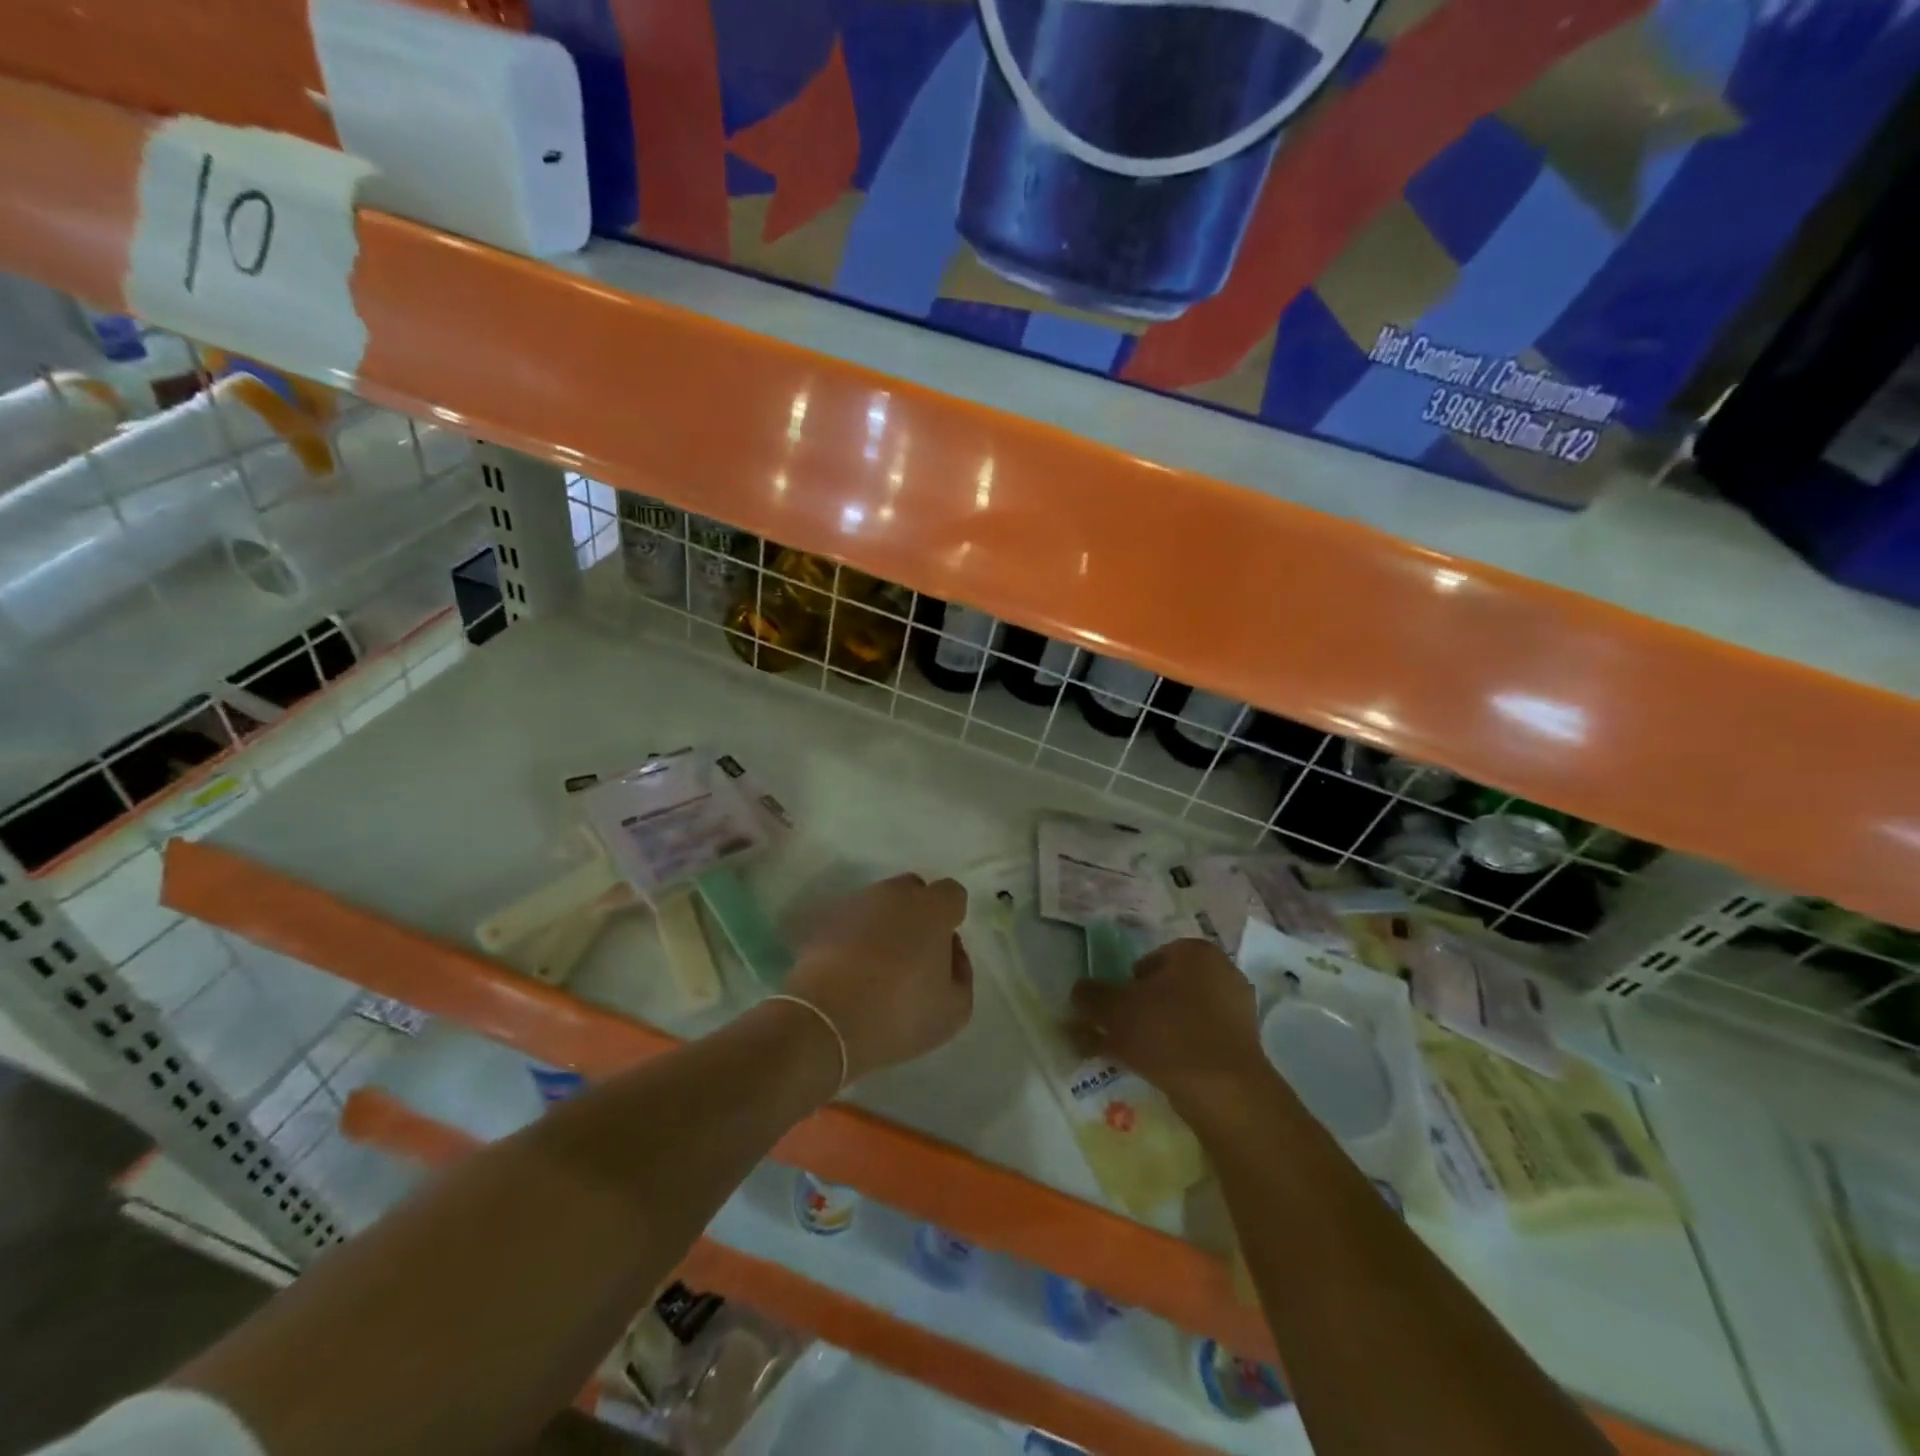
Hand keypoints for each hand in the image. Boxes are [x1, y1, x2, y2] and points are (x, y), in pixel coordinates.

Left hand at [785, 874, 972, 1083]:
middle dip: (917, 914)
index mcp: (932, 908)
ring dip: (884, 924)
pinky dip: (855, 936)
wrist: (825, 1021)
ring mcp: (856, 903)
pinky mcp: (825, 919)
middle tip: (912, 955)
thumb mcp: (954, 1009)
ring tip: (877, 966)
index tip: (943, 948)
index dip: (951, 917)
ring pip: (879, 904)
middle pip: (913, 891)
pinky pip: (851, 921)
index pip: (952, 893)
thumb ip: (961, 971)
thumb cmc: (899, 1014)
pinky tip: (851, 970)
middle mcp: (895, 894)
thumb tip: (949, 950)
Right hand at [1068, 938, 1266, 1116]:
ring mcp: (1238, 1010)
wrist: (1225, 1092)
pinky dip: (1180, 1051)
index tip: (1114, 1011)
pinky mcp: (1245, 1045)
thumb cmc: (1168, 1034)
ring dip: (1159, 1032)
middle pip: (1167, 988)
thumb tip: (1078, 990)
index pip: (1149, 960)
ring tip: (1137, 1059)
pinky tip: (1163, 1072)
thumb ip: (1091, 996)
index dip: (1126, 984)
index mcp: (1195, 951)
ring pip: (1183, 1016)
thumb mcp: (1115, 1010)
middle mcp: (1222, 972)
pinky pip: (1201, 1040)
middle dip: (1143, 1009)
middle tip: (1121, 1034)